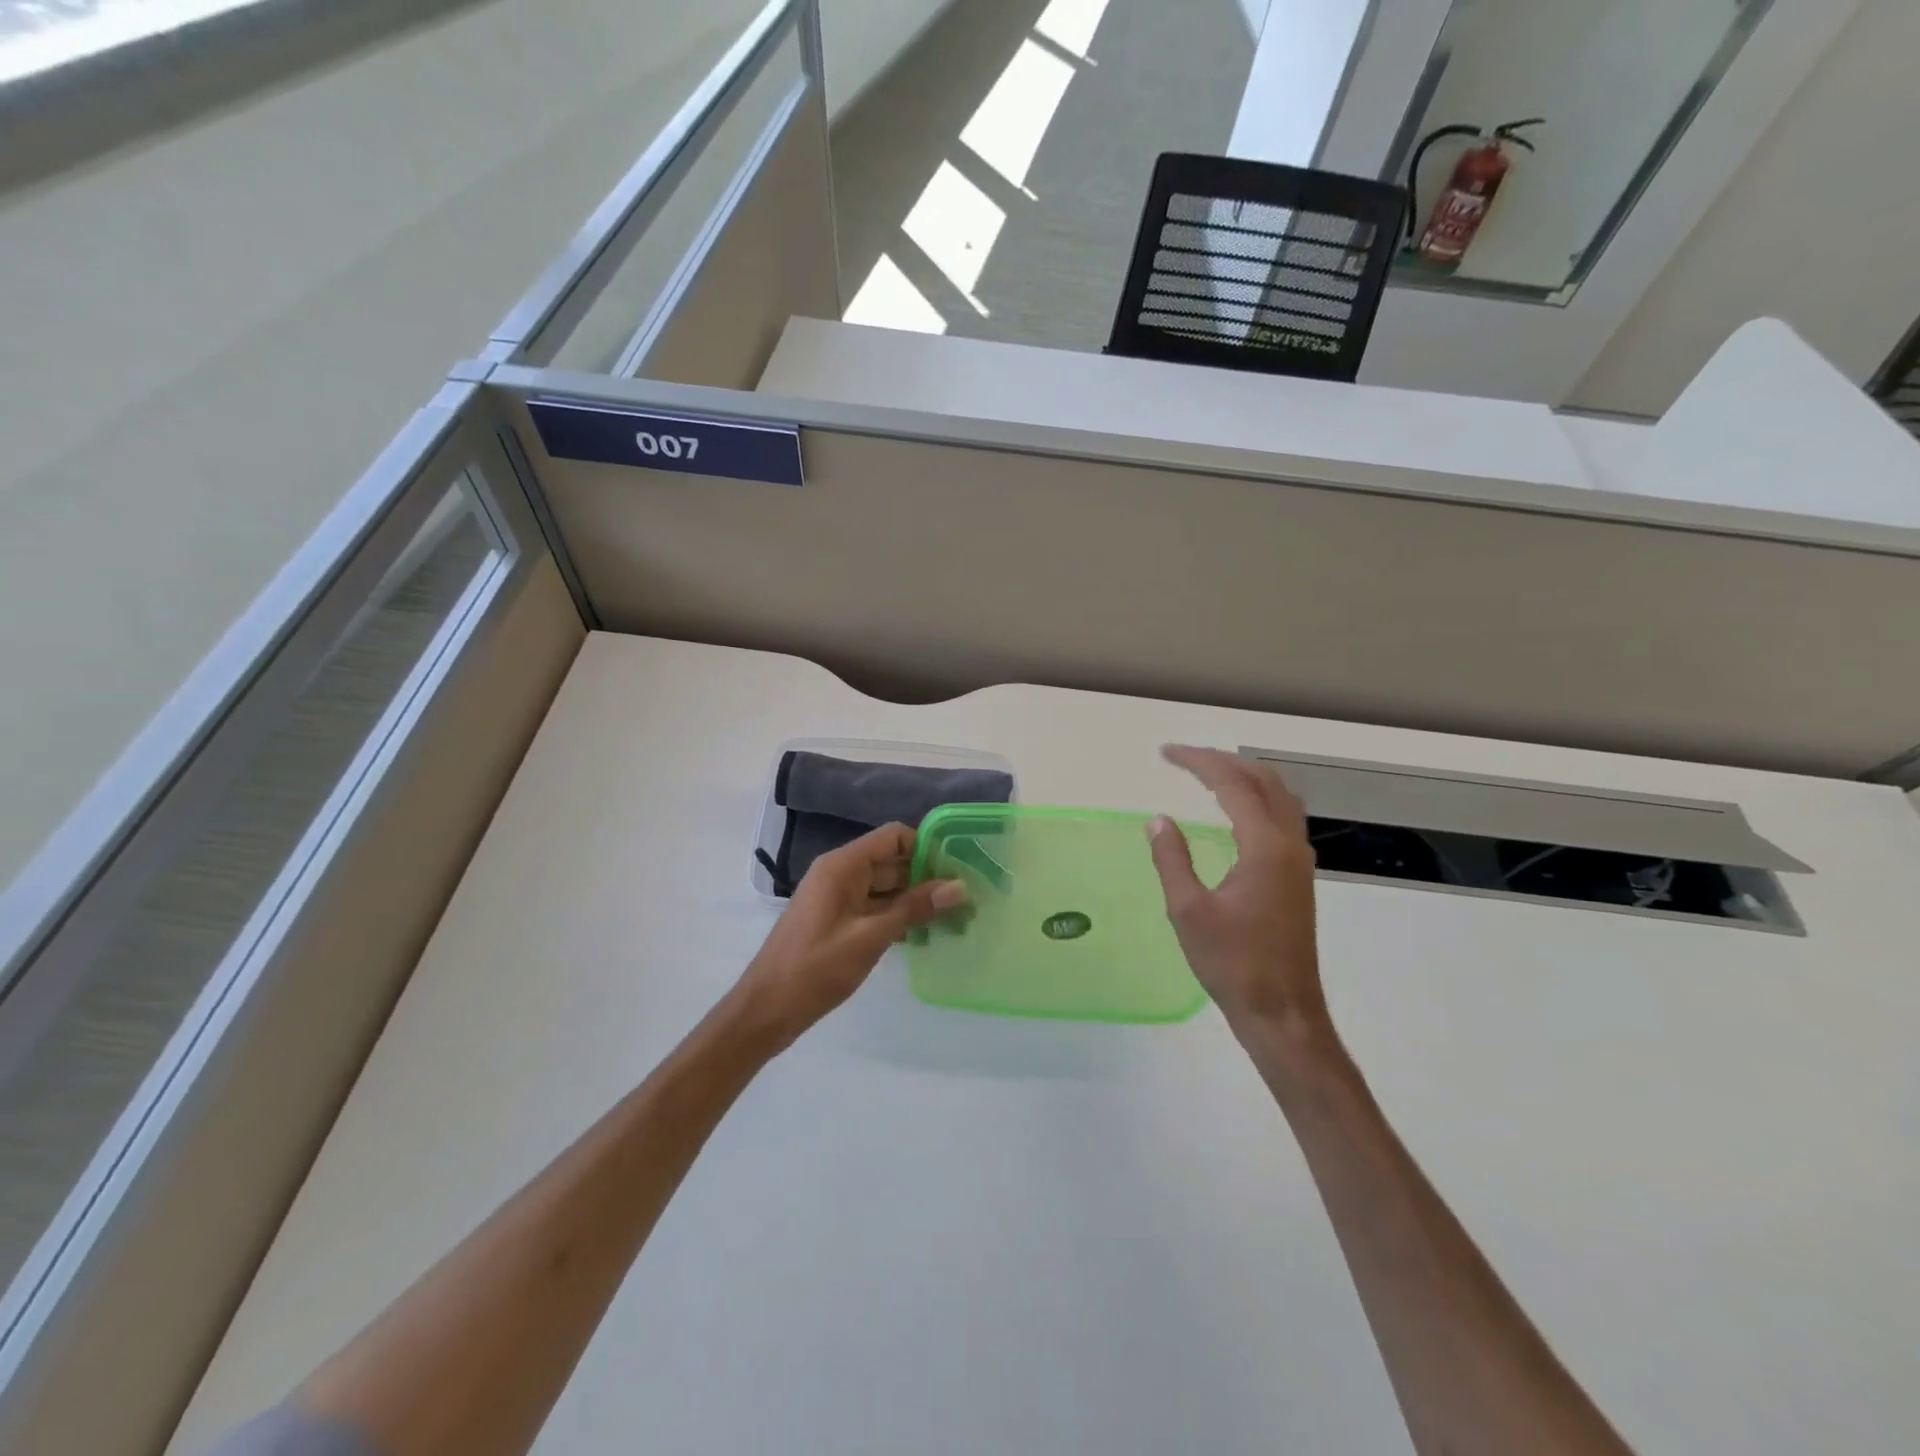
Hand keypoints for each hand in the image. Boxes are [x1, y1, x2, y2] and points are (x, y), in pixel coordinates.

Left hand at [733, 824, 965, 1049]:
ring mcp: (837, 898)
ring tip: (955, 918)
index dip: (926, 848)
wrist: (766, 1010)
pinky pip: (874, 908)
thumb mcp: (870, 937)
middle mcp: (840, 873)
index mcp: (843, 866)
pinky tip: (925, 935)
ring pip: (886, 888)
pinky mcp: (837, 921)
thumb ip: (914, 908)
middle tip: (967, 898)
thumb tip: (958, 886)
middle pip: (892, 862)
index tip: (958, 869)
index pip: (893, 837)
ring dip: (915, 900)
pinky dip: (898, 917)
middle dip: (927, 878)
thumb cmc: (816, 968)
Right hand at [1148, 746, 1329, 1044]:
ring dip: (1244, 777)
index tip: (1165, 754)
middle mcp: (1289, 845)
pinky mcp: (1298, 878)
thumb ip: (1172, 859)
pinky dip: (1257, 799)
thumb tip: (1158, 820)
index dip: (1198, 762)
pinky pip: (1282, 818)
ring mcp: (1299, 862)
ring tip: (1207, 775)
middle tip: (1182, 759)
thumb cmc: (1232, 963)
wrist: (1283, 1012)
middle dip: (1222, 762)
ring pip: (1279, 797)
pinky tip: (1235, 814)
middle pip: (1263, 781)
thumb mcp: (1188, 911)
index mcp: (1265, 847)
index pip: (1232, 784)